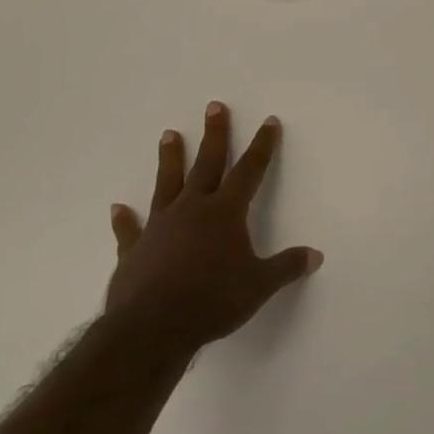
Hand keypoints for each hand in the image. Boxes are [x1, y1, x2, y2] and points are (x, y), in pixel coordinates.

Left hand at [105, 103, 322, 349]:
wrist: (152, 327)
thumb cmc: (213, 301)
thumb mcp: (259, 286)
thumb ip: (286, 267)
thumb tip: (315, 255)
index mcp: (225, 213)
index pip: (250, 171)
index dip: (262, 146)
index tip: (268, 121)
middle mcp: (192, 209)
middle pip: (206, 163)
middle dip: (214, 134)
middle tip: (214, 106)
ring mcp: (160, 226)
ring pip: (167, 183)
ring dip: (170, 158)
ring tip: (169, 134)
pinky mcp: (134, 250)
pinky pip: (130, 229)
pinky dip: (125, 219)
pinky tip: (117, 208)